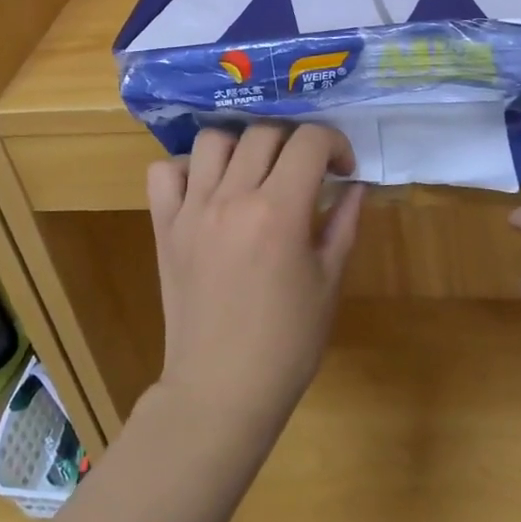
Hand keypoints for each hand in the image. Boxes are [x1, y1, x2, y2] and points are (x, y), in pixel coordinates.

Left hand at [145, 124, 364, 441]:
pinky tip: (207, 190)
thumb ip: (343, 223)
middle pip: (264, 132)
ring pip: (213, 140)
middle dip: (295, 143)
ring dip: (241, 146)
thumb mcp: (329, 282)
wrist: (221, 389)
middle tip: (305, 173)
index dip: (334, 143)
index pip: (310, 140)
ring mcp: (192, 209)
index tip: (342, 169)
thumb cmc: (287, 343)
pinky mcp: (164, 226)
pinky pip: (164, 172)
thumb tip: (356, 184)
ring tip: (255, 173)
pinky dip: (186, 169)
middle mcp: (232, 197)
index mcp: (279, 210)